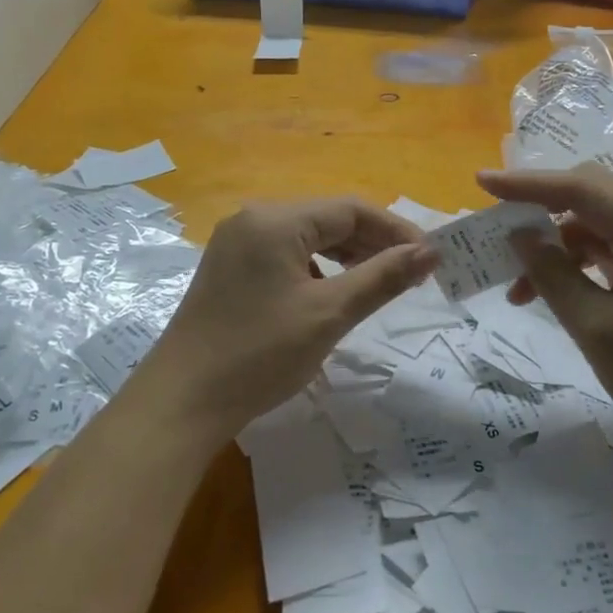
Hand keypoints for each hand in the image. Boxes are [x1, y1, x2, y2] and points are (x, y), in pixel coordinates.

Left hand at [141, 198, 436, 440]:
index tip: (429, 258)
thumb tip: (431, 252)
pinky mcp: (230, 269)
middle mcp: (253, 219)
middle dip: (374, 243)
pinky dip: (318, 269)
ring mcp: (237, 244)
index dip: (396, 230)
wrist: (181, 403)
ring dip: (348, 256)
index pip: (351, 210)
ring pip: (308, 238)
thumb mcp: (330, 314)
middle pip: (329, 219)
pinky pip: (286, 255)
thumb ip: (383, 277)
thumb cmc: (260, 354)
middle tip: (412, 274)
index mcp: (275, 220)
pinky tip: (334, 293)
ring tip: (382, 282)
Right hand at [478, 164, 612, 478]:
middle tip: (498, 230)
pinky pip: (611, 249)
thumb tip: (519, 235)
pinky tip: (549, 291)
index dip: (529, 183)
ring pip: (598, 223)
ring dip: (556, 243)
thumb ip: (553, 274)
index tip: (482, 182)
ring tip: (519, 287)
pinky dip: (577, 262)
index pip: (584, 188)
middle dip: (541, 207)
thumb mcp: (595, 328)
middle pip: (594, 195)